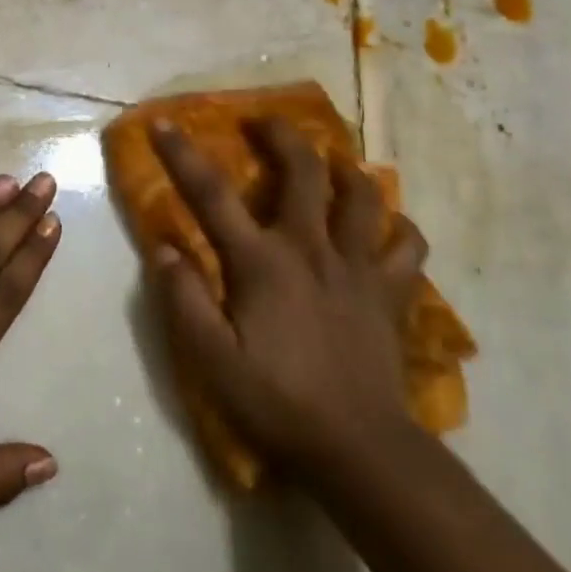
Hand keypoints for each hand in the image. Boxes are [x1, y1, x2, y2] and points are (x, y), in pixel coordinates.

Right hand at [147, 118, 427, 484]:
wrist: (358, 448)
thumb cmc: (277, 402)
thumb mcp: (211, 359)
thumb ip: (183, 299)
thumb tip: (163, 247)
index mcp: (262, 262)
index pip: (212, 196)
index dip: (182, 155)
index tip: (163, 123)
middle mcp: (311, 248)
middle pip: (304, 171)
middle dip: (283, 136)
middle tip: (267, 123)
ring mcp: (358, 267)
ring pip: (364, 197)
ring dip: (347, 171)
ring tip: (334, 164)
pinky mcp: (391, 293)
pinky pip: (407, 247)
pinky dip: (399, 230)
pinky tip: (388, 229)